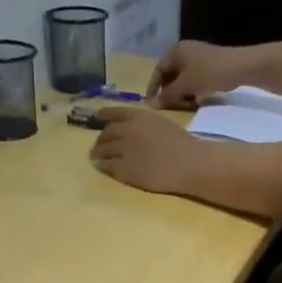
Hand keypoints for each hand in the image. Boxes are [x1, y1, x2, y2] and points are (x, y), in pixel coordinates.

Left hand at [90, 105, 207, 195]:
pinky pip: (108, 166)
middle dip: (100, 139)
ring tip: (95, 157)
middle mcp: (127, 130)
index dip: (102, 115)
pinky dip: (102, 166)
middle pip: (106, 133)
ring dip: (97, 153)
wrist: (187, 163)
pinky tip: (100, 167)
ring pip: (103, 150)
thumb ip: (144, 124)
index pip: (113, 112)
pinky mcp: (124, 169)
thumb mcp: (161, 123)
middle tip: (98, 145)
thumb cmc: (182, 143)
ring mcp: (124, 150)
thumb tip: (133, 129)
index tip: (96, 118)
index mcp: (138, 116)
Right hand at [148, 39, 246, 107]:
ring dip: (180, 92)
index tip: (151, 103)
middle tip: (169, 106)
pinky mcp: (208, 63)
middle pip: (170, 73)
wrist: (239, 67)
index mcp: (176, 51)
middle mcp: (184, 50)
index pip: (158, 69)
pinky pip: (193, 77)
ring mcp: (197, 56)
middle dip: (168, 91)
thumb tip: (150, 105)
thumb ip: (167, 96)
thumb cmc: (208, 74)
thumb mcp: (185, 86)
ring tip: (183, 105)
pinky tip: (195, 100)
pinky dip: (190, 89)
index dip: (153, 87)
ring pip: (182, 77)